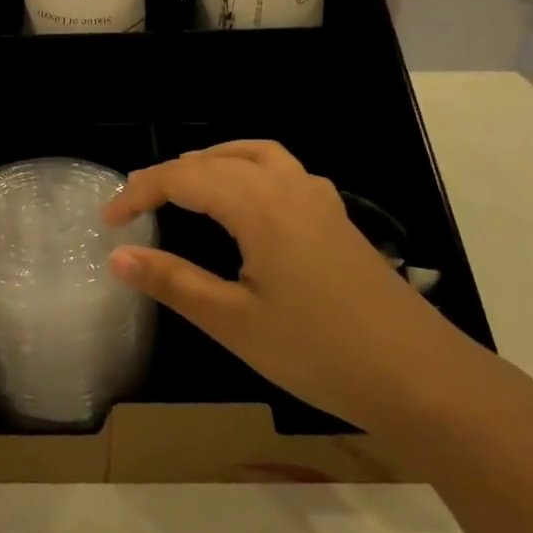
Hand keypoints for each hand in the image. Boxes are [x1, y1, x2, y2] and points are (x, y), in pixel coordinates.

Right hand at [103, 140, 491, 432]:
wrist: (423, 379)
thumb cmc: (320, 352)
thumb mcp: (234, 322)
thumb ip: (172, 282)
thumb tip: (118, 256)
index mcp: (258, 204)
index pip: (182, 178)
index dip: (139, 193)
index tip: (108, 221)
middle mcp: (288, 186)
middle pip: (214, 160)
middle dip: (169, 176)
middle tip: (136, 205)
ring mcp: (318, 198)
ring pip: (253, 154)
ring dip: (211, 162)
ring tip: (184, 187)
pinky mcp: (336, 217)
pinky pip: (281, 169)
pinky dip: (247, 169)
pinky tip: (246, 203)